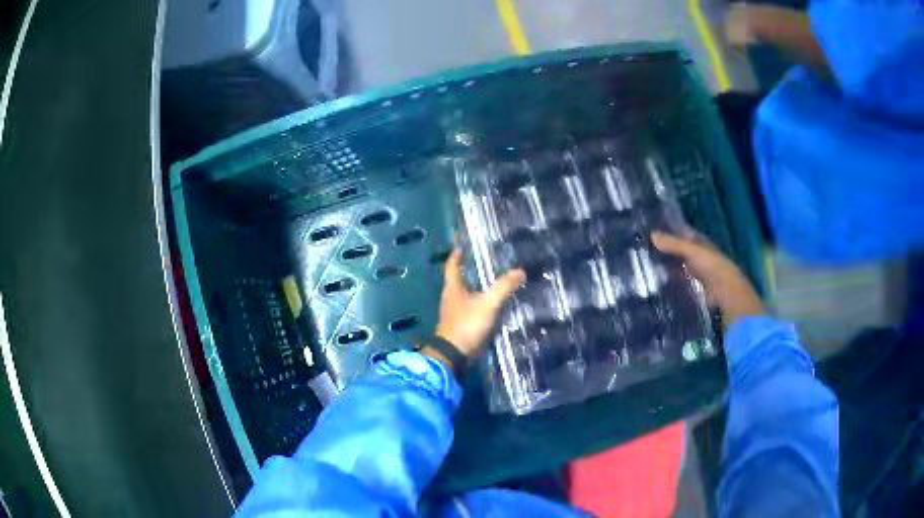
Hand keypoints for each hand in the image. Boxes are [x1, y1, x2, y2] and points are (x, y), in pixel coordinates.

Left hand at [428, 249, 524, 361]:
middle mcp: (450, 298)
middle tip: (483, 263)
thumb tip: (520, 271)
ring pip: (464, 295)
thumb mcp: (488, 304)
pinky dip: (478, 304)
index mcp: (453, 288)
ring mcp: (454, 313)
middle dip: (468, 271)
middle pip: (457, 280)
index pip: (451, 267)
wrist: (453, 354)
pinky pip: (469, 308)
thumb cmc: (467, 325)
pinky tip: (490, 305)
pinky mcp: (459, 325)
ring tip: (491, 283)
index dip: (456, 256)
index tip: (461, 247)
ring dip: (474, 288)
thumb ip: (503, 288)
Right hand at [651, 232, 764, 328]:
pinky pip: (679, 281)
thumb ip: (673, 244)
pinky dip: (671, 280)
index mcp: (700, 242)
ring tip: (647, 266)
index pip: (683, 233)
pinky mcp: (694, 287)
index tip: (652, 230)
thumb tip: (651, 235)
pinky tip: (658, 282)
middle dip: (666, 249)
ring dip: (667, 266)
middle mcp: (699, 255)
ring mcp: (697, 272)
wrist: (724, 292)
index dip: (670, 230)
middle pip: (680, 250)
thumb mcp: (692, 251)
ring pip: (679, 266)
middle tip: (644, 249)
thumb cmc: (711, 265)